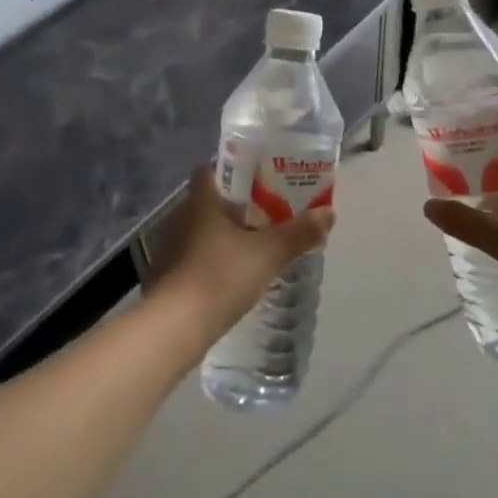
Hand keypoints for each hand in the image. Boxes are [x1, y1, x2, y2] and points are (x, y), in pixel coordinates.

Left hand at [152, 167, 334, 345]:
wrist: (174, 327)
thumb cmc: (220, 276)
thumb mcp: (268, 253)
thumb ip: (299, 232)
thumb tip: (329, 213)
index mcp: (201, 200)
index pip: (212, 170)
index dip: (235, 170)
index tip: (261, 179)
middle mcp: (180, 217)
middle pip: (211, 201)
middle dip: (238, 206)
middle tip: (270, 215)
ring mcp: (170, 248)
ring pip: (203, 231)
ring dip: (227, 236)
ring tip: (257, 246)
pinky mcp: (168, 276)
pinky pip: (196, 257)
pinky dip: (215, 260)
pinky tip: (234, 276)